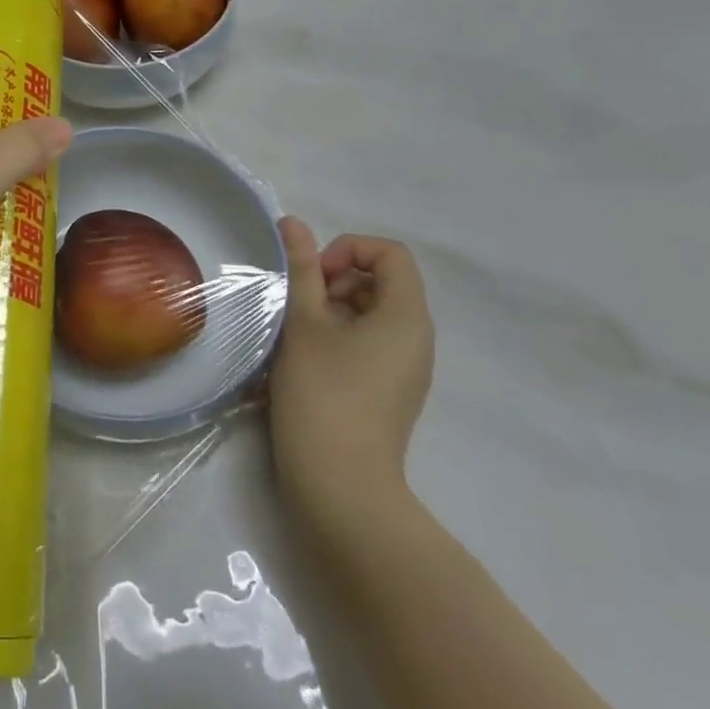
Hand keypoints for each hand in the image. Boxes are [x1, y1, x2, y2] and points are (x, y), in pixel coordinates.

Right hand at [269, 222, 433, 539]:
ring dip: (332, 309)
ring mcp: (406, 368)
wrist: (340, 485)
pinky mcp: (391, 391)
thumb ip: (301, 268)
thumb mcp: (304, 322)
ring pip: (371, 313)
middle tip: (301, 305)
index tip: (315, 277)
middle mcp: (416, 338)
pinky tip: (307, 360)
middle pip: (382, 282)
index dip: (348, 250)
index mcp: (406, 317)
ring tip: (297, 333)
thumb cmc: (322, 393)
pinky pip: (370, 343)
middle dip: (336, 279)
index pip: (390, 254)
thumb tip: (292, 223)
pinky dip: (339, 337)